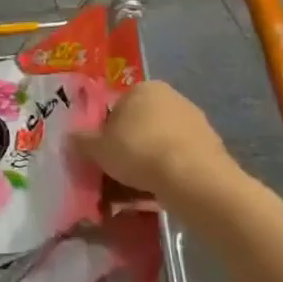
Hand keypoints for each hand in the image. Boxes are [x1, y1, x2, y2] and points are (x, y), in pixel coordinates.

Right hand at [74, 81, 234, 198]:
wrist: (193, 179)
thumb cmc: (138, 151)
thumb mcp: (97, 148)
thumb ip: (82, 141)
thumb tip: (71, 138)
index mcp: (143, 88)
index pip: (116, 107)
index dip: (105, 131)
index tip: (101, 153)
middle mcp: (171, 98)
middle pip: (140, 125)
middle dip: (128, 147)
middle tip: (115, 172)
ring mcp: (195, 123)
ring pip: (159, 144)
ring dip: (147, 162)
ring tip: (134, 190)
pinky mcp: (211, 148)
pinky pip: (178, 160)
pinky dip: (167, 173)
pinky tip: (157, 193)